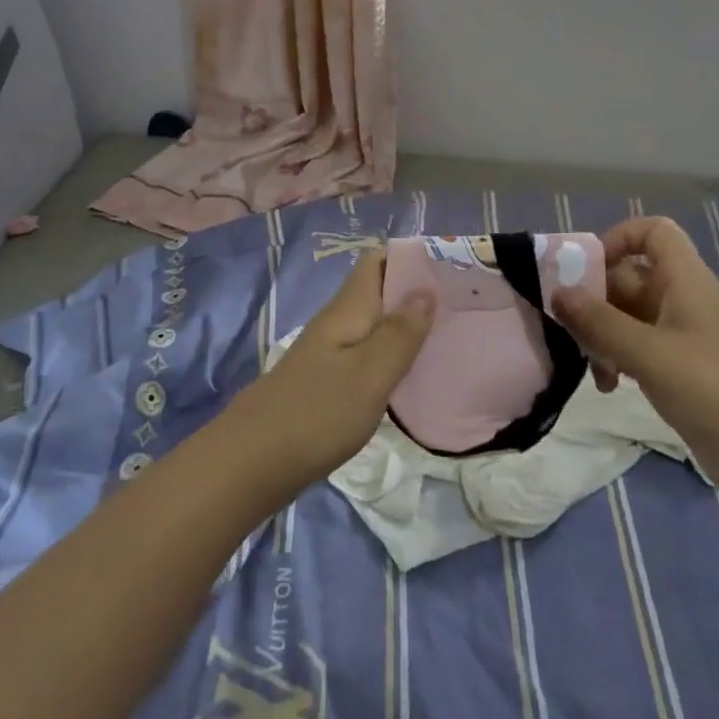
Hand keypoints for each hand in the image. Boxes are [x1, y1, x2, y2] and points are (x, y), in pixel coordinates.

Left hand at [228, 251, 433, 489]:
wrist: (256, 460)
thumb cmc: (318, 412)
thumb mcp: (369, 374)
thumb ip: (400, 333)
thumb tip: (426, 289)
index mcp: (348, 308)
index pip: (378, 261)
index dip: (412, 258)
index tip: (451, 269)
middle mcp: (340, 320)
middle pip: (380, 290)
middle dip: (417, 292)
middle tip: (463, 306)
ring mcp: (332, 350)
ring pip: (376, 322)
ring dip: (408, 324)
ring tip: (450, 336)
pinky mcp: (330, 379)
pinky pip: (369, 351)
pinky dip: (394, 353)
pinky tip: (416, 372)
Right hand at [550, 216, 718, 494]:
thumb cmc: (715, 392)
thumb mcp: (649, 353)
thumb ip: (599, 321)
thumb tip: (557, 292)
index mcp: (686, 281)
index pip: (653, 232)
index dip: (618, 238)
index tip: (585, 270)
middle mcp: (685, 299)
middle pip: (630, 276)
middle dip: (596, 299)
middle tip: (569, 327)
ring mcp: (685, 336)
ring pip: (630, 315)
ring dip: (603, 334)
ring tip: (591, 366)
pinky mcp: (684, 370)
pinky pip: (640, 347)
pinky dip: (619, 358)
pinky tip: (609, 386)